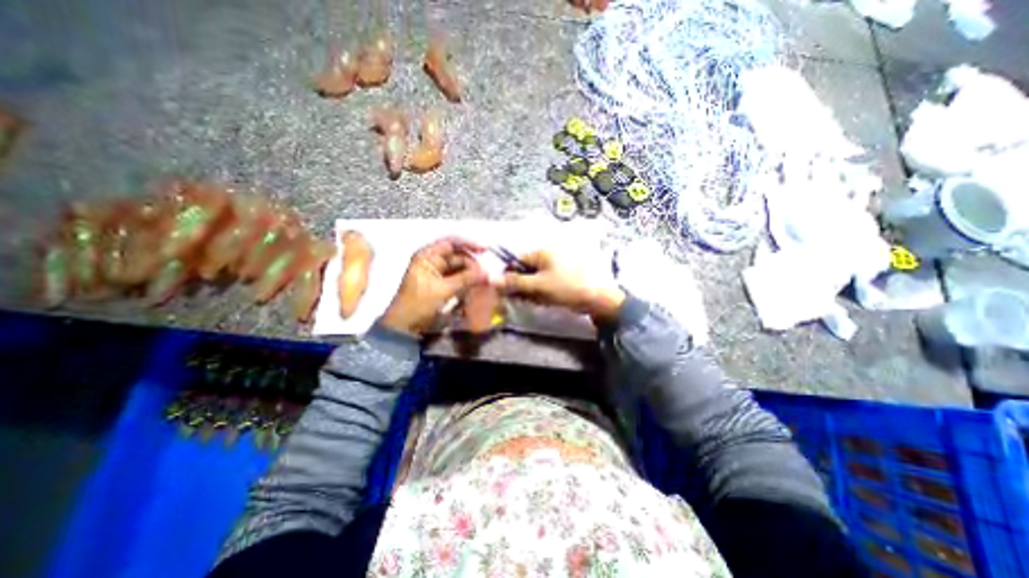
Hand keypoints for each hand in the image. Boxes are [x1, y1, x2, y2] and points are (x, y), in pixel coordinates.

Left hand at [379, 237, 485, 336]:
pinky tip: (476, 286)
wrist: (405, 326)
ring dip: (471, 274)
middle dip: (472, 264)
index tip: (485, 250)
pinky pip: (458, 279)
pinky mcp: (441, 286)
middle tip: (486, 274)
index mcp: (427, 256)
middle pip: (457, 256)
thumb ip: (466, 279)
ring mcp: (437, 274)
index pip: (451, 242)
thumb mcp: (443, 289)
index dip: (468, 244)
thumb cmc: (419, 303)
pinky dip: (467, 282)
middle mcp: (432, 261)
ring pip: (459, 269)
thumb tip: (487, 272)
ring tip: (484, 280)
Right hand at [493, 249, 627, 324]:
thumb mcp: (538, 285)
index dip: (510, 276)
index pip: (517, 261)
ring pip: (536, 278)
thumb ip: (515, 282)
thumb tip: (491, 278)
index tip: (509, 292)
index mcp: (542, 251)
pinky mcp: (563, 275)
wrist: (599, 299)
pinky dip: (544, 291)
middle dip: (523, 286)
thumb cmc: (567, 288)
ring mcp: (557, 264)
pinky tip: (548, 299)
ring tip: (540, 300)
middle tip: (525, 299)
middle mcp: (549, 254)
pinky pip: (547, 281)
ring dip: (533, 291)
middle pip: (526, 270)